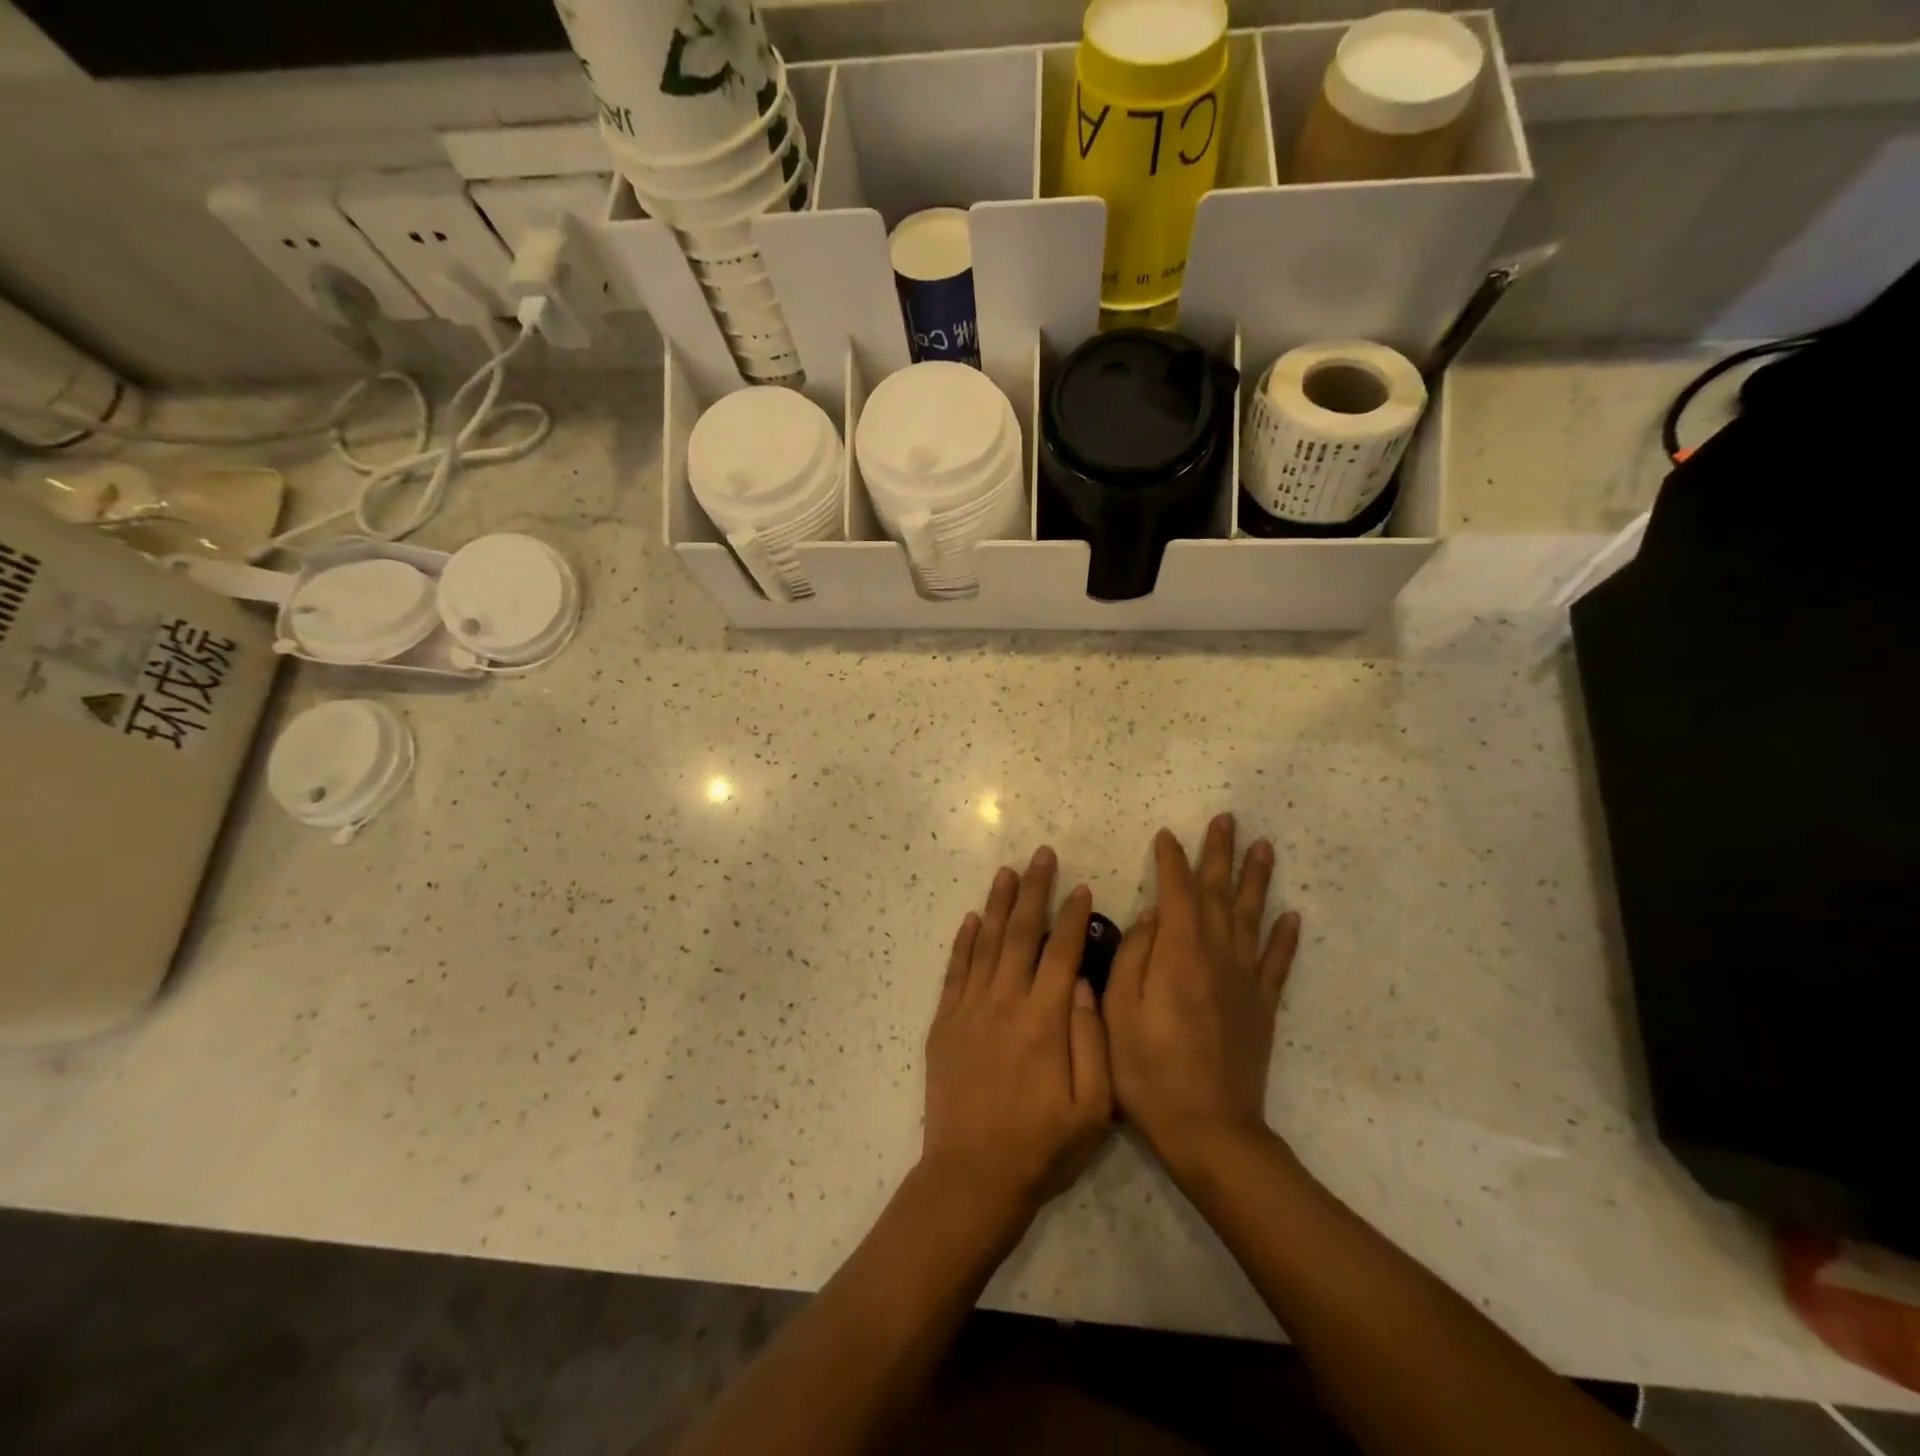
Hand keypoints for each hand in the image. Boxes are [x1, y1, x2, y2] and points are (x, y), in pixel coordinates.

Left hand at [920, 847, 1113, 1242]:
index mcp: (1044, 1020)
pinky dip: (963, 942)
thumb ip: (1093, 1041)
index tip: (1082, 887)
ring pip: (985, 942)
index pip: (1061, 953)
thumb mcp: (1093, 1109)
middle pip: (1020, 934)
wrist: (971, 1178)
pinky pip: (955, 971)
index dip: (1073, 917)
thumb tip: (1087, 984)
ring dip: (998, 904)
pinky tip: (971, 919)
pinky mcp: (944, 1024)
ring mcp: (969, 1010)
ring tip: (1008, 872)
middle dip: (1034, 890)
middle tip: (1042, 855)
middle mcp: (1004, 1003)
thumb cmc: (1040, 1148)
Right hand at [1106, 814, 1300, 1180]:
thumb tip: (1153, 916)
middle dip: (1220, 854)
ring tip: (1264, 847)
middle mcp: (1217, 955)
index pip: (1177, 892)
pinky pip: (1278, 963)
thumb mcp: (1118, 1010)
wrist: (1208, 1127)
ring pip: (1254, 917)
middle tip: (1226, 819)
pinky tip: (1292, 916)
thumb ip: (1135, 955)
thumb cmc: (1148, 1069)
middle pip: (1221, 893)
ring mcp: (1245, 980)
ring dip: (1258, 880)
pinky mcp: (1263, 1006)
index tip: (1166, 836)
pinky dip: (1286, 938)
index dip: (1171, 861)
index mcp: (1179, 953)